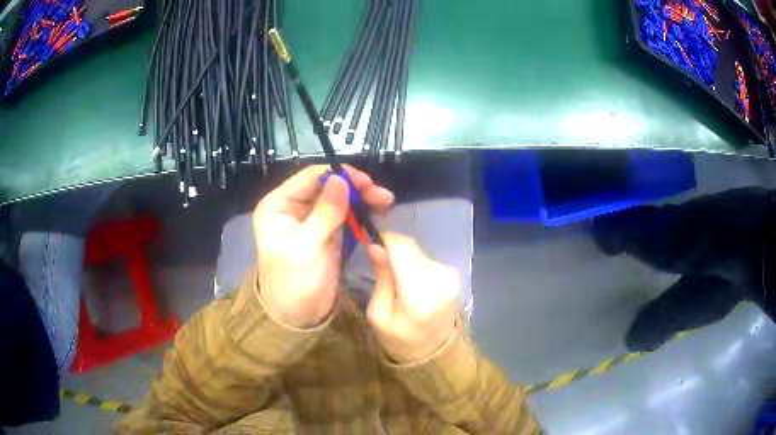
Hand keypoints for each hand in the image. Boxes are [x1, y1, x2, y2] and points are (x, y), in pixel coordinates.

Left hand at [253, 165, 393, 328]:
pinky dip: (360, 214)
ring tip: (385, 202)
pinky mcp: (326, 233)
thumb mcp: (306, 247)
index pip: (310, 178)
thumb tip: (340, 179)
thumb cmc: (293, 282)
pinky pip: (344, 216)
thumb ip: (324, 212)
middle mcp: (293, 208)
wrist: (297, 316)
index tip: (366, 181)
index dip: (338, 175)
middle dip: (355, 188)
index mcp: (278, 206)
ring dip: (362, 199)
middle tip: (382, 195)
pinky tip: (376, 214)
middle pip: (327, 186)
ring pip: (339, 199)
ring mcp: (311, 220)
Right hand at [367, 233, 460, 363]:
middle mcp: (440, 280)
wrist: (433, 353)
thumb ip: (381, 279)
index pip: (403, 249)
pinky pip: (429, 260)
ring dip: (405, 259)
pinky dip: (417, 266)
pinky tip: (413, 284)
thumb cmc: (399, 338)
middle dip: (394, 251)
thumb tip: (375, 246)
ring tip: (398, 281)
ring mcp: (451, 277)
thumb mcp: (378, 315)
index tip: (372, 243)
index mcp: (418, 295)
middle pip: (411, 248)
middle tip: (381, 266)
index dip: (386, 240)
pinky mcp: (455, 276)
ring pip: (420, 252)